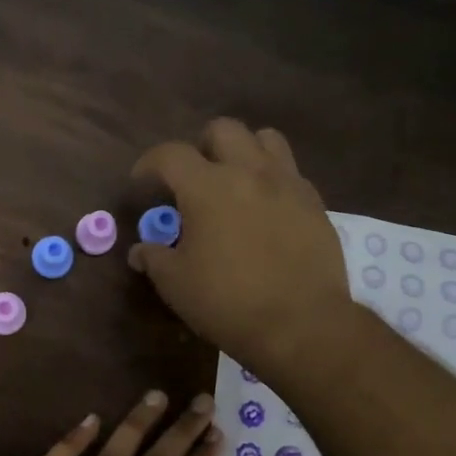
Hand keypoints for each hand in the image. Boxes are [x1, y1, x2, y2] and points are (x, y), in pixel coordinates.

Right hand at [128, 118, 351, 374]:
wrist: (301, 324)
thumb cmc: (228, 303)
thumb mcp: (176, 284)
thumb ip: (154, 258)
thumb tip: (140, 250)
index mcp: (207, 187)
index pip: (170, 154)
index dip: (149, 163)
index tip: (142, 182)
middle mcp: (249, 172)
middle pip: (223, 130)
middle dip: (202, 147)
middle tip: (194, 179)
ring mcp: (288, 184)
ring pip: (266, 139)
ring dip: (244, 152)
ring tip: (235, 182)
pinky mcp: (315, 203)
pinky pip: (291, 172)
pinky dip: (273, 180)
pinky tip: (266, 210)